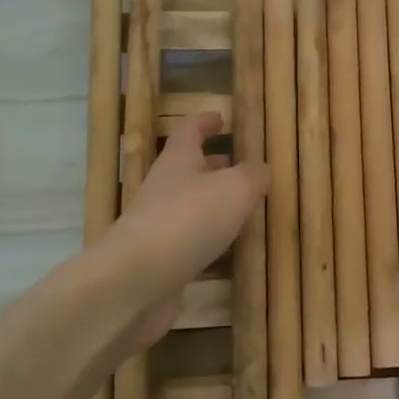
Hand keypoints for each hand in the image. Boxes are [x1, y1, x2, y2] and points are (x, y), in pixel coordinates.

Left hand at [97, 113, 266, 345]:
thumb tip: (261, 169)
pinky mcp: (160, 259)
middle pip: (189, 168)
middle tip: (241, 167)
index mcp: (178, 160)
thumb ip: (253, 176)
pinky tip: (229, 250)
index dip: (205, 122)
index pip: (190, 130)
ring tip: (244, 209)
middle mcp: (165, 187)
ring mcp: (159, 224)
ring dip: (214, 204)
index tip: (222, 119)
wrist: (137, 280)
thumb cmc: (189, 219)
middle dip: (214, 165)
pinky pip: (189, 241)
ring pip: (191, 205)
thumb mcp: (236, 188)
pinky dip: (209, 240)